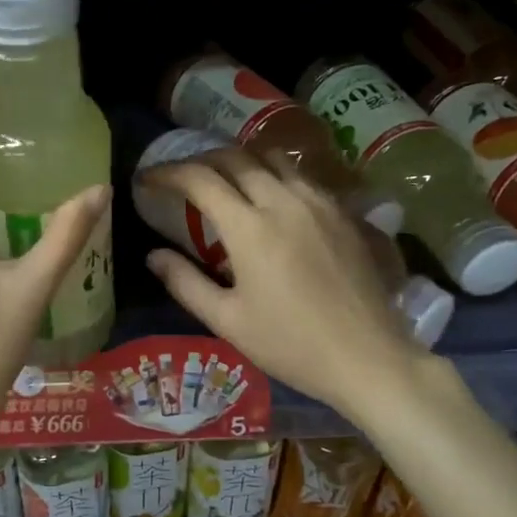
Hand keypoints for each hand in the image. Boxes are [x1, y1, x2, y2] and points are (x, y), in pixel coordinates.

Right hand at [139, 147, 431, 414]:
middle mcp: (284, 201)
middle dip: (201, 160)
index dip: (168, 172)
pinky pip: (301, 176)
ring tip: (225, 179)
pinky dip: (274, 174)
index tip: (148, 179)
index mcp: (250, 228)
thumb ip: (185, 282)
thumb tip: (154, 255)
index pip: (200, 179)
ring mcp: (319, 203)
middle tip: (182, 178)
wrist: (368, 358)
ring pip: (272, 159)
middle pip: (235, 158)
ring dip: (241, 161)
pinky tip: (271, 198)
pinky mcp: (343, 213)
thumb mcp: (227, 321)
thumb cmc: (290, 345)